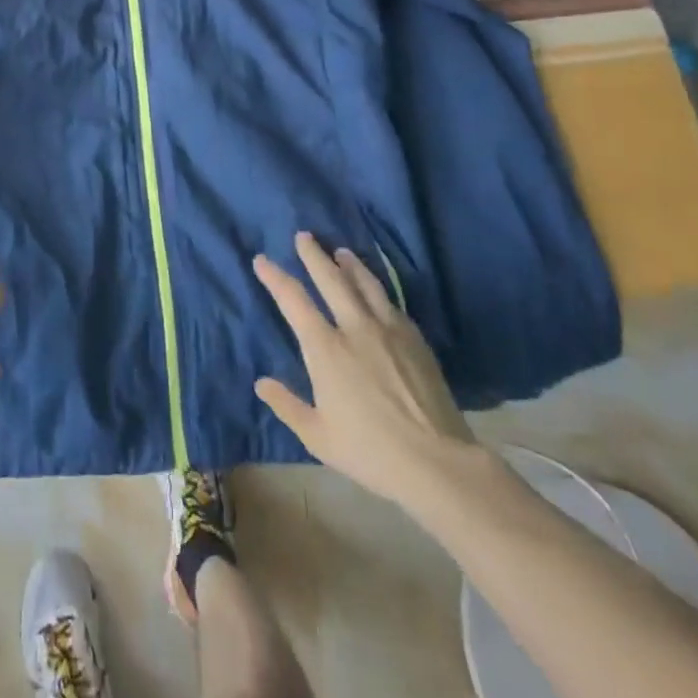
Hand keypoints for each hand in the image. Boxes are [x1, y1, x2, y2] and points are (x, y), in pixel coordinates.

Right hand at [253, 232, 479, 504]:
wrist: (436, 461)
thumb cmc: (369, 451)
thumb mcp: (318, 436)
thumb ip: (287, 406)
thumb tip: (262, 383)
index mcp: (325, 348)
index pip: (293, 300)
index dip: (275, 277)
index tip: (262, 260)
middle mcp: (355, 327)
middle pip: (331, 279)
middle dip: (314, 255)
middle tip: (304, 236)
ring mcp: (389, 329)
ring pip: (365, 284)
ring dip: (350, 264)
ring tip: (341, 251)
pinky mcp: (415, 339)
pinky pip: (391, 302)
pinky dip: (376, 288)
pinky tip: (376, 290)